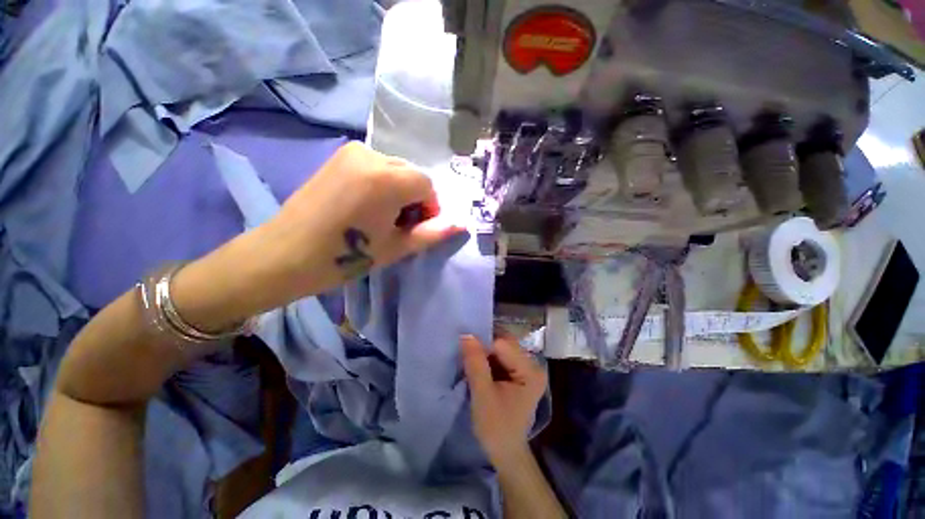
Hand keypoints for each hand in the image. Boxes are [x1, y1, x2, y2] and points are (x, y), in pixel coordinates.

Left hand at [258, 142, 463, 298]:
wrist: (286, 254)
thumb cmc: (346, 256)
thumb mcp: (397, 247)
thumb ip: (433, 233)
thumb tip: (462, 225)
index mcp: (388, 179)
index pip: (427, 185)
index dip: (429, 208)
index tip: (416, 228)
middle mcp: (372, 155)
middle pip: (412, 174)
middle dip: (414, 199)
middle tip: (398, 225)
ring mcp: (352, 151)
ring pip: (395, 170)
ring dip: (398, 191)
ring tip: (380, 216)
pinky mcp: (339, 156)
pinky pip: (376, 166)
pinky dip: (382, 183)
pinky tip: (365, 205)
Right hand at [461, 334, 547, 467]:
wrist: (505, 452)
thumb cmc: (495, 427)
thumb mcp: (482, 395)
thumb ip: (475, 363)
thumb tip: (466, 334)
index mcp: (530, 371)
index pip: (503, 344)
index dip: (482, 345)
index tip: (465, 351)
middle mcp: (533, 365)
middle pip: (505, 343)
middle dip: (484, 345)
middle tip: (465, 353)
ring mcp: (526, 368)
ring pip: (501, 348)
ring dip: (484, 351)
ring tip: (469, 359)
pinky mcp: (519, 373)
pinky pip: (501, 356)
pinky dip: (488, 358)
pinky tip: (478, 365)